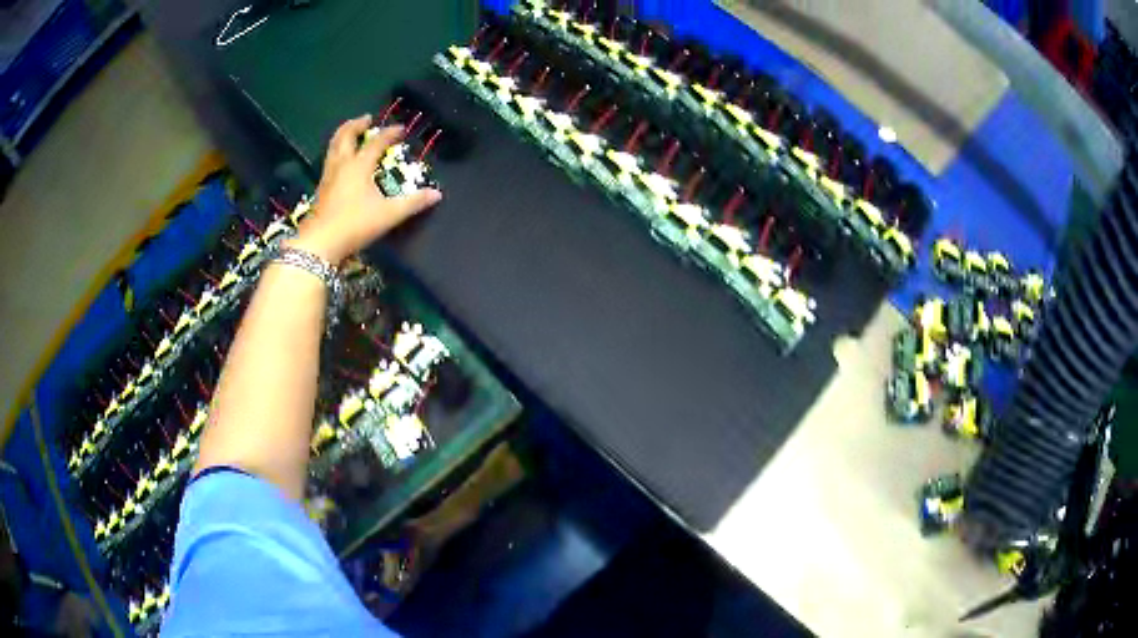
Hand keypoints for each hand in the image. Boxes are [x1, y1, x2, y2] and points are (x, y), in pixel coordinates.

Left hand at [290, 115, 441, 264]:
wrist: (320, 243)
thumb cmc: (355, 224)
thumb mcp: (388, 214)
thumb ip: (412, 203)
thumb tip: (436, 194)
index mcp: (359, 165)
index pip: (376, 142)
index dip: (389, 133)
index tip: (401, 129)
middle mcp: (342, 164)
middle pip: (346, 135)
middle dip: (357, 124)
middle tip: (367, 119)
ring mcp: (328, 176)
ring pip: (333, 146)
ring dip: (344, 135)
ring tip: (352, 132)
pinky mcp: (321, 188)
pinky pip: (329, 160)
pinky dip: (336, 152)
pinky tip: (341, 161)